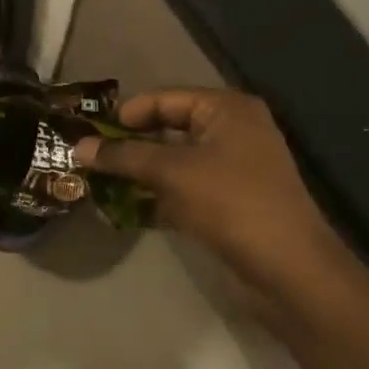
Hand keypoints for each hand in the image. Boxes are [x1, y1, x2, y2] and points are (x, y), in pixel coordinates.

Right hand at [74, 87, 354, 302]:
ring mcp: (233, 168)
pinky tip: (125, 212)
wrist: (290, 269)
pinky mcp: (230, 201)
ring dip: (140, 174)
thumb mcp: (173, 173)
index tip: (90, 133)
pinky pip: (185, 188)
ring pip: (175, 161)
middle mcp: (232, 130)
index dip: (127, 114)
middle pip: (169, 128)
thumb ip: (125, 157)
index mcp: (226, 109)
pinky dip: (158, 197)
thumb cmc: (232, 203)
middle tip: (91, 158)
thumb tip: (79, 148)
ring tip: (99, 184)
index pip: (165, 98)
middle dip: (130, 146)